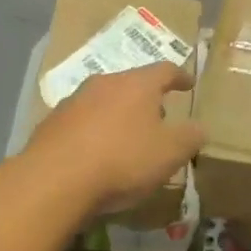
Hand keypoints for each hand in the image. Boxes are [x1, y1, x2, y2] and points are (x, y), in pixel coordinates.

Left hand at [23, 62, 205, 219]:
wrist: (54, 180)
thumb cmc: (123, 160)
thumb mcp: (170, 153)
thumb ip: (190, 137)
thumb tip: (199, 127)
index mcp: (137, 84)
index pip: (165, 70)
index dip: (180, 77)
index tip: (189, 84)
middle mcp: (104, 83)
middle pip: (132, 84)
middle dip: (147, 99)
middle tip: (159, 119)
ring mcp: (74, 101)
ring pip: (104, 101)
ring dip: (118, 115)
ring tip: (127, 139)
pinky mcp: (51, 123)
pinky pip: (81, 122)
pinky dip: (94, 132)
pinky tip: (96, 154)